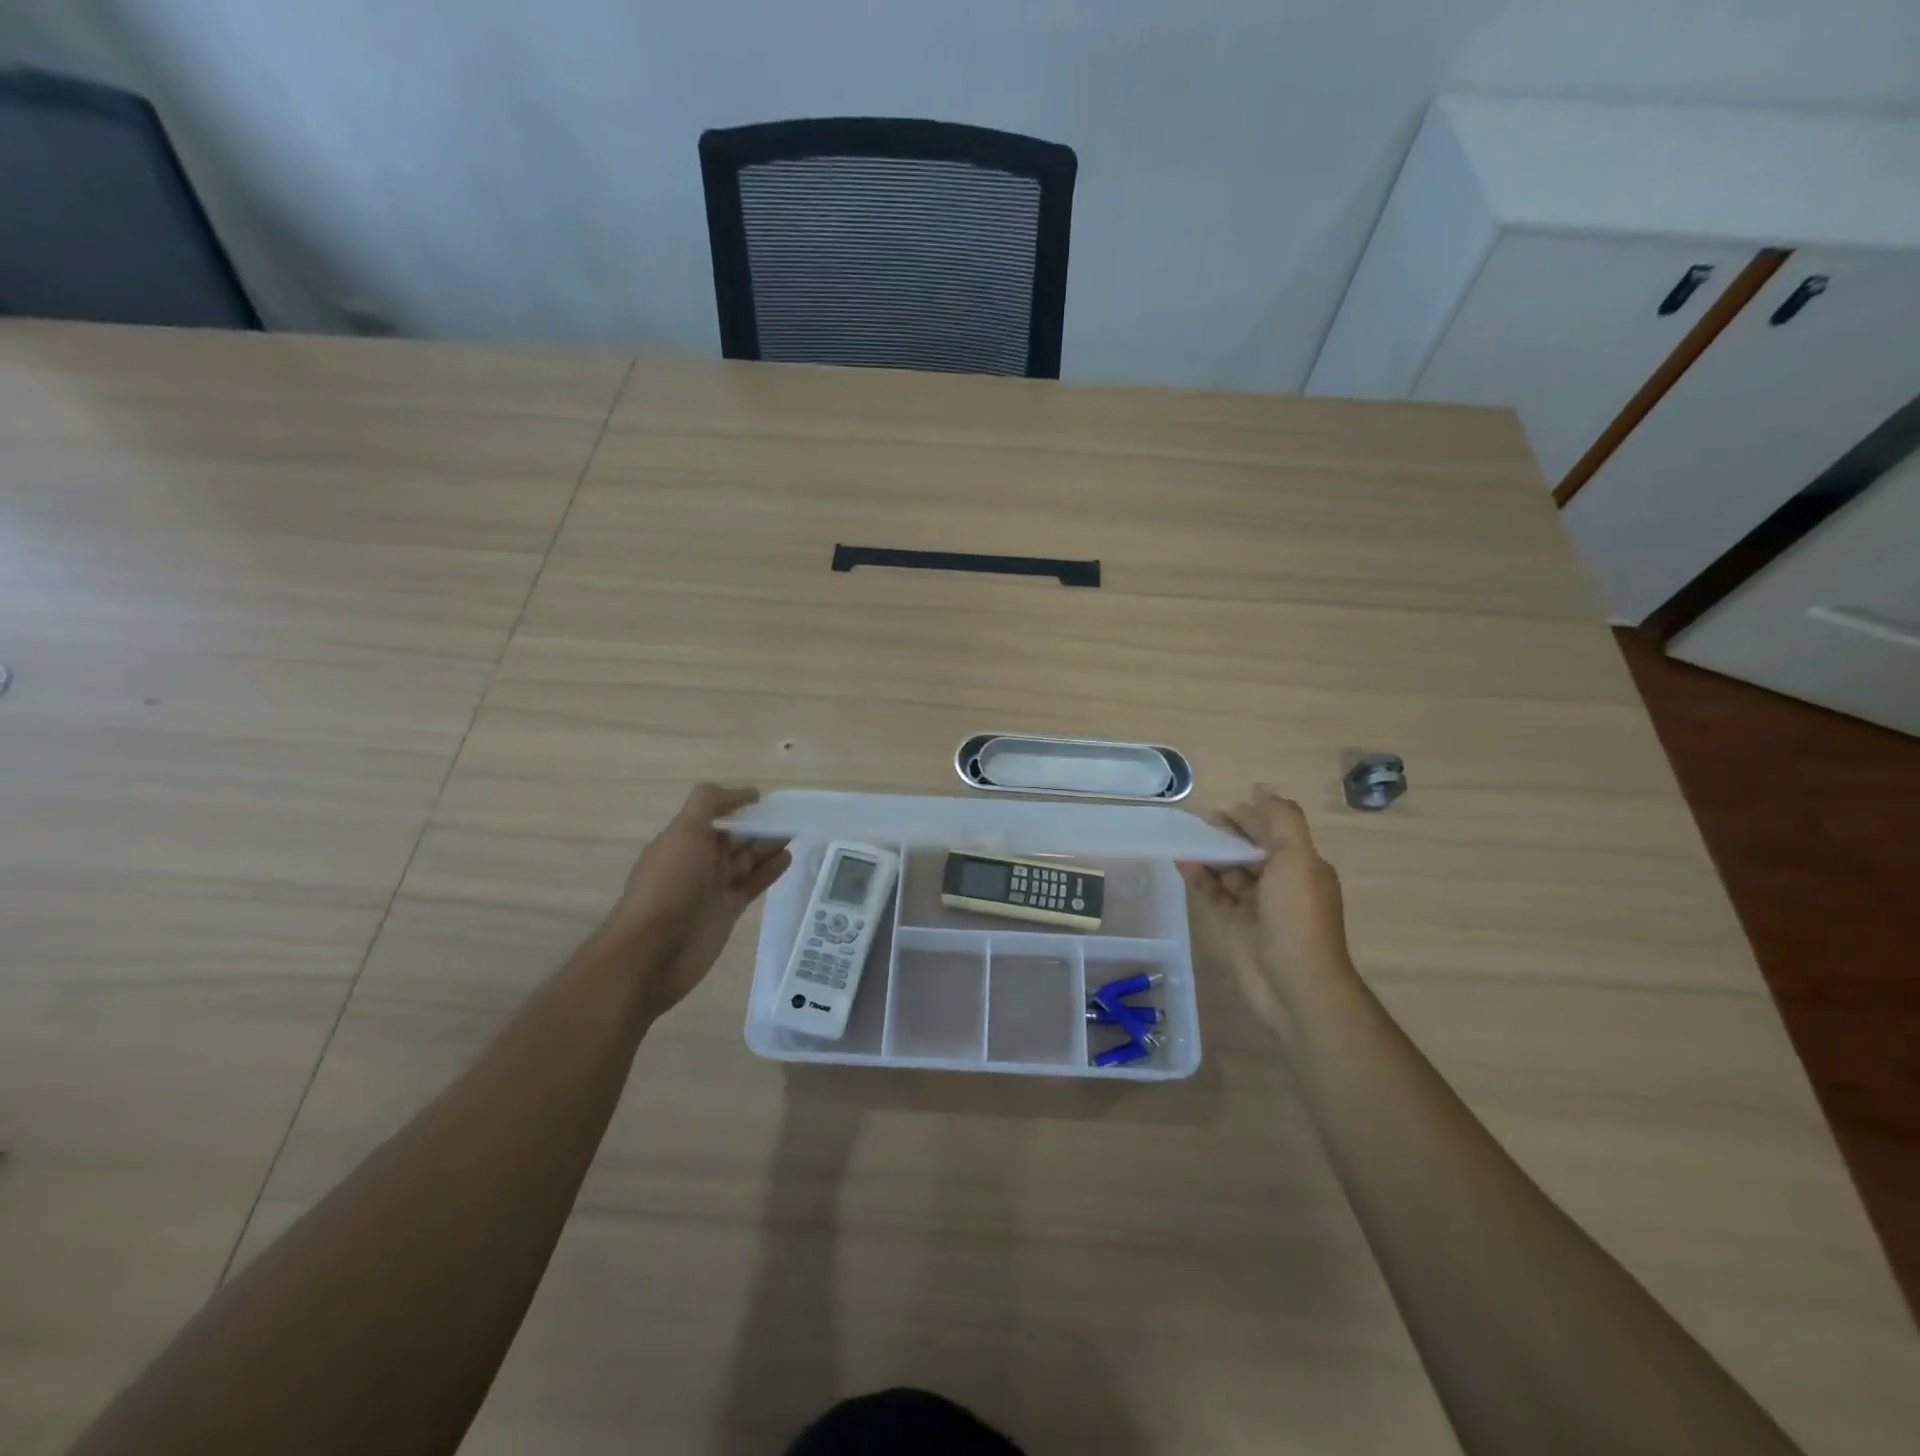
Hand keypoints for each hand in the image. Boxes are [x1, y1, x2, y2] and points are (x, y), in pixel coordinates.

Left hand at [597, 785, 790, 1021]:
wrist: (653, 953)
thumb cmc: (668, 886)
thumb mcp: (684, 832)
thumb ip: (710, 804)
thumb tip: (747, 792)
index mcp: (683, 839)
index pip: (714, 813)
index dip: (738, 804)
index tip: (765, 799)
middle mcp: (698, 860)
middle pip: (735, 836)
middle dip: (759, 826)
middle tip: (791, 817)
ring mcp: (713, 887)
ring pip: (747, 859)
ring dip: (769, 846)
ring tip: (795, 833)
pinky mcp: (728, 910)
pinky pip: (753, 884)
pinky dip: (770, 871)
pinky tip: (787, 858)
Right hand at [1177, 786, 1351, 1030]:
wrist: (1295, 985)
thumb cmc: (1297, 917)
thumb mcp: (1297, 858)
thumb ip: (1281, 820)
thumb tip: (1261, 788)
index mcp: (1302, 867)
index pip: (1272, 831)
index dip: (1248, 817)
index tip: (1219, 809)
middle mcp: (1281, 884)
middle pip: (1249, 850)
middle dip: (1226, 834)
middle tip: (1195, 822)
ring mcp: (1256, 907)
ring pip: (1229, 871)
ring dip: (1209, 854)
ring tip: (1183, 837)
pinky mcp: (1234, 926)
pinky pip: (1213, 893)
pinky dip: (1199, 877)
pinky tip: (1180, 861)